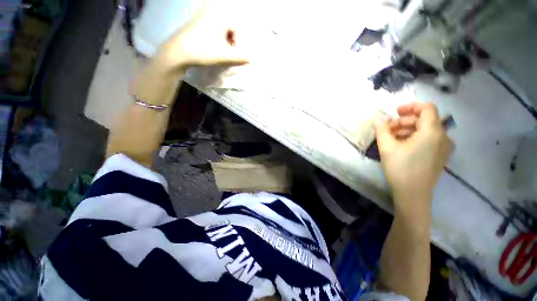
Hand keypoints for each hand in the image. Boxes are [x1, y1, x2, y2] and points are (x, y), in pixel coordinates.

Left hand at [156, 0, 249, 69]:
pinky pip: (213, 27)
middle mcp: (212, 10)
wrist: (178, 52)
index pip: (237, 29)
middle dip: (231, 42)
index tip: (233, 54)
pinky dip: (216, 38)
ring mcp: (203, 14)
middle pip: (230, 28)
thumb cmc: (203, 51)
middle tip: (227, 53)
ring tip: (219, 51)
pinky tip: (212, 46)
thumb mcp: (225, 56)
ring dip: (224, 41)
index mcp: (221, 15)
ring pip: (222, 28)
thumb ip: (240, 57)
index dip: (237, 43)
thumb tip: (250, 59)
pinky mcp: (196, 20)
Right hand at [375, 103, 452, 207]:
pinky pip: (429, 140)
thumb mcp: (387, 147)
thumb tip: (378, 120)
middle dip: (404, 122)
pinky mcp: (440, 156)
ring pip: (426, 130)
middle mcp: (443, 137)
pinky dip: (415, 138)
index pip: (427, 108)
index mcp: (432, 132)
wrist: (413, 194)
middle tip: (387, 130)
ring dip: (408, 130)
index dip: (411, 106)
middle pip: (424, 120)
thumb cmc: (400, 168)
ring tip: (391, 139)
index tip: (395, 112)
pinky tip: (402, 146)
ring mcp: (444, 147)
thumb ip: (382, 130)